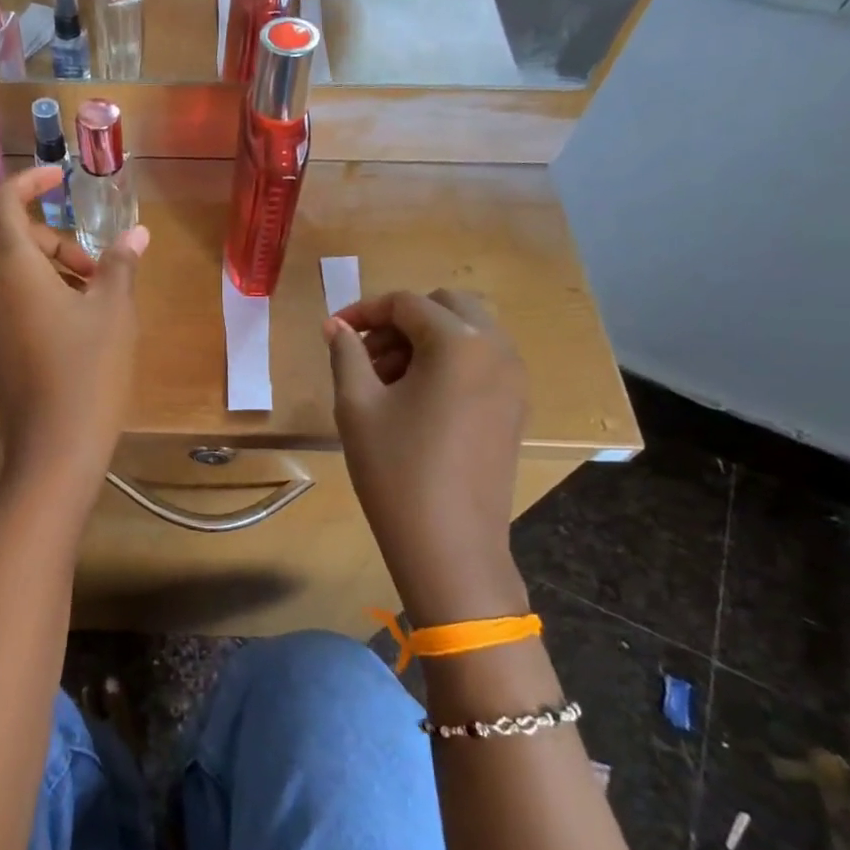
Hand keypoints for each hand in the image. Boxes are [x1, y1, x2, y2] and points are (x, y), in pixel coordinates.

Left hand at [0, 166, 149, 490]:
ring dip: (51, 268)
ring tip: (94, 298)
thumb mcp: (113, 312)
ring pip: (12, 272)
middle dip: (56, 240)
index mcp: (11, 269)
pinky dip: (40, 294)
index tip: (60, 178)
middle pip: (11, 238)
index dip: (28, 181)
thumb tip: (136, 234)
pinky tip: (77, 324)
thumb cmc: (86, 372)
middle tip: (98, 268)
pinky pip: (10, 301)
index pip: (1, 202)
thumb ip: (120, 265)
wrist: (53, 450)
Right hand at [325, 289, 530, 624]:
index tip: (334, 332)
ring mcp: (514, 380)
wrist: (449, 545)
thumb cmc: (396, 470)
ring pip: (467, 332)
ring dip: (425, 340)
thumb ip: (346, 353)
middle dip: (401, 320)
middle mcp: (497, 350)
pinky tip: (415, 399)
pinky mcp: (514, 408)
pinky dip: (448, 362)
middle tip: (365, 354)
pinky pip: (481, 361)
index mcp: (459, 343)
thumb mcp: (357, 405)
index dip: (364, 311)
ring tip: (385, 379)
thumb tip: (335, 326)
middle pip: (446, 307)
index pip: (406, 303)